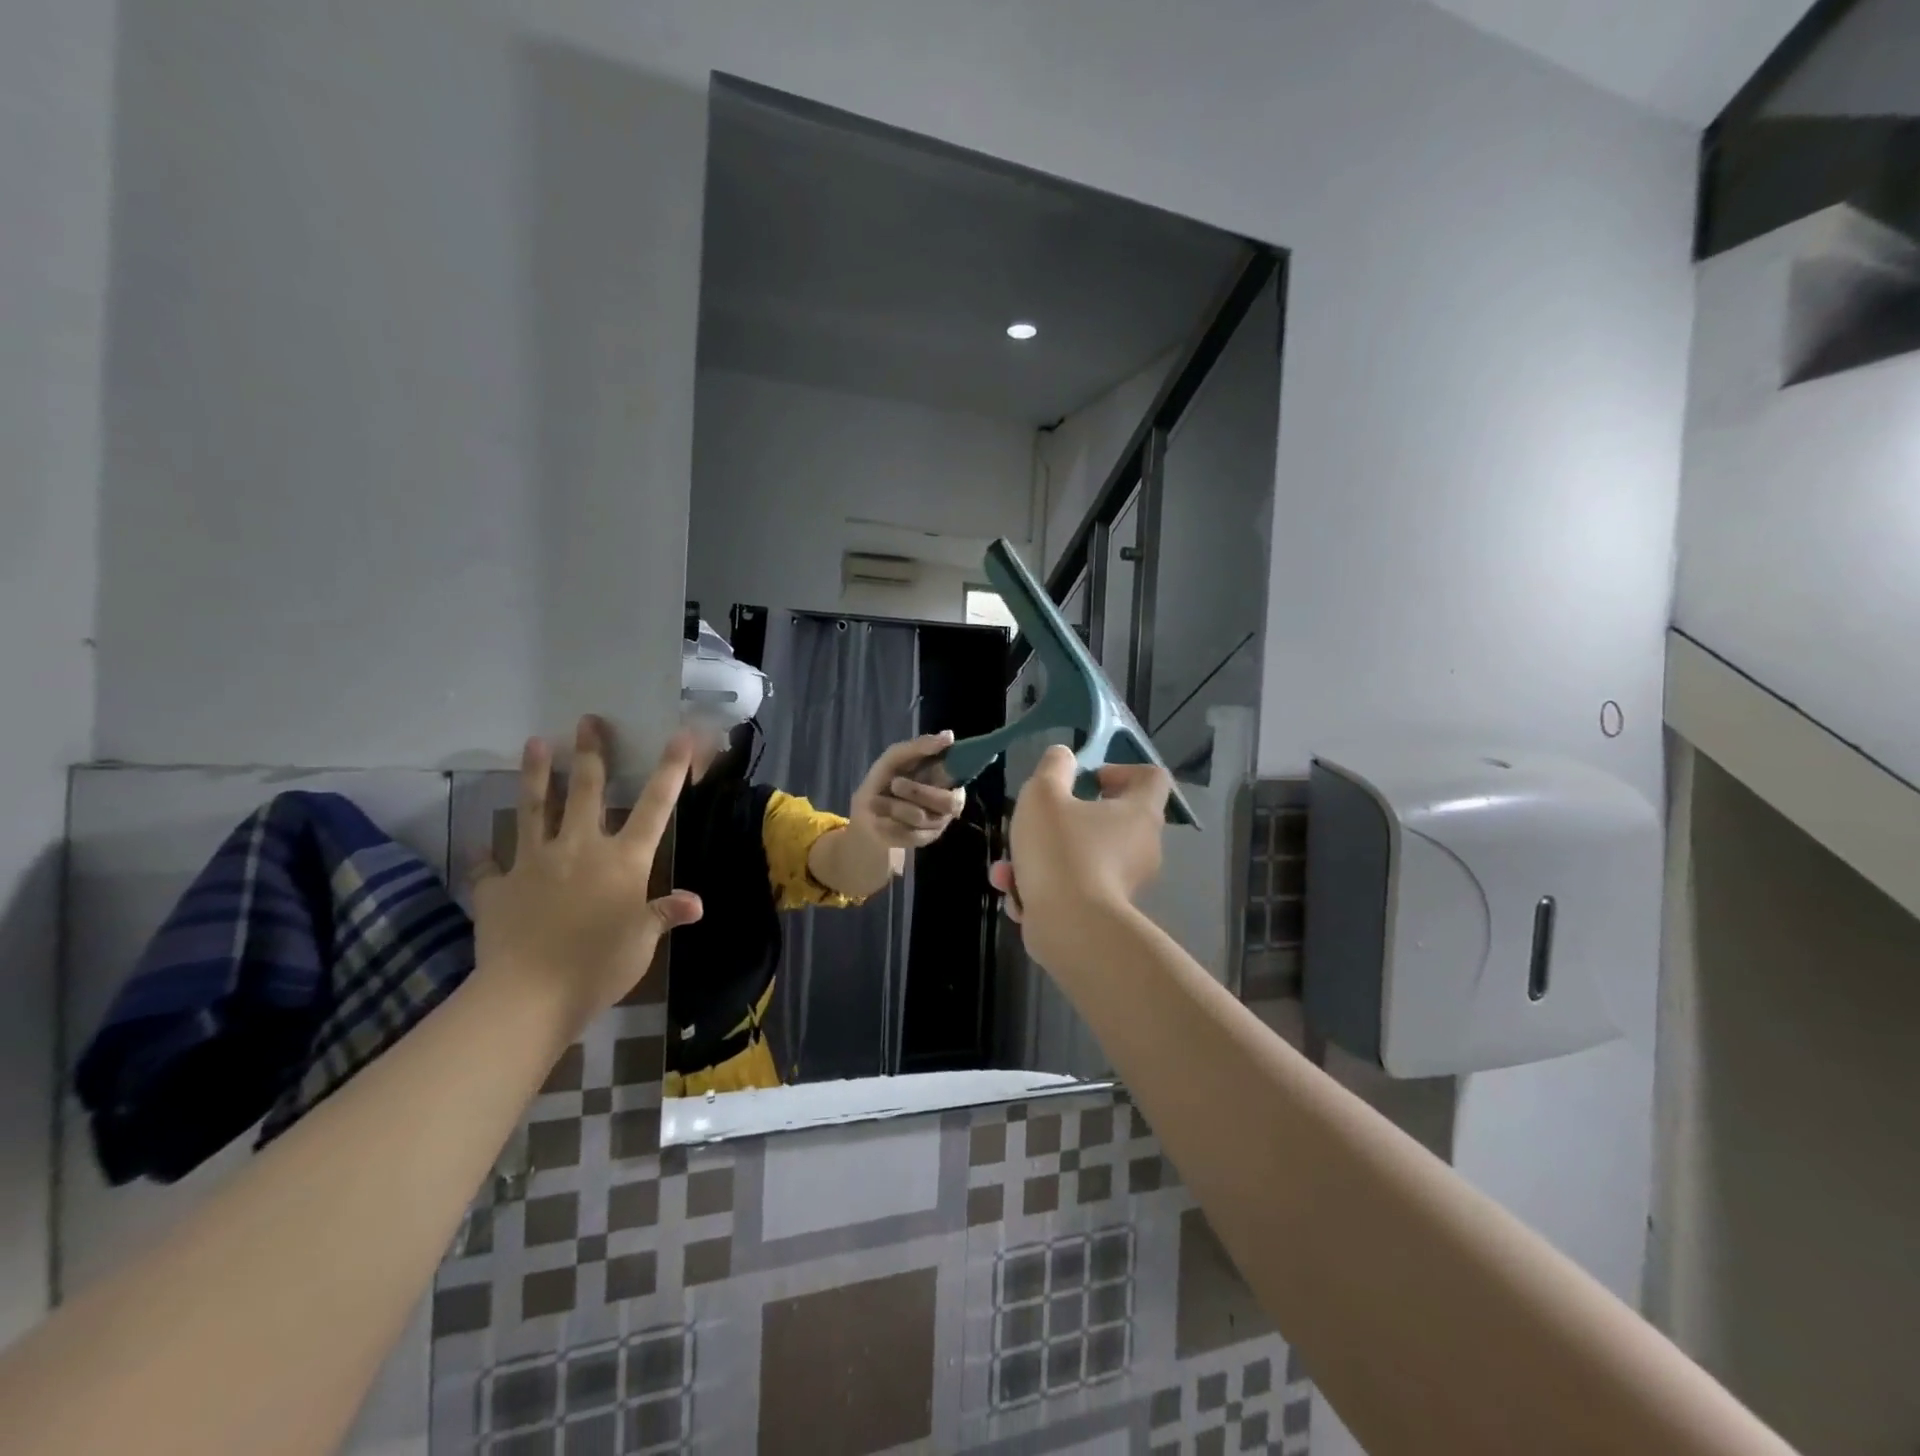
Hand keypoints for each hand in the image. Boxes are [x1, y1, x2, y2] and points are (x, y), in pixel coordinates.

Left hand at [469, 716, 702, 1033]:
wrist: (529, 995)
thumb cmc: (599, 965)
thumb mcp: (642, 940)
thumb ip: (663, 914)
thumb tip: (694, 903)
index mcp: (623, 860)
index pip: (656, 805)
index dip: (672, 768)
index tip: (682, 734)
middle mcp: (580, 849)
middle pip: (586, 791)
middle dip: (591, 753)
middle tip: (588, 721)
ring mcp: (534, 863)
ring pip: (535, 809)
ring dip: (536, 775)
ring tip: (534, 743)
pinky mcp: (498, 887)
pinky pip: (491, 865)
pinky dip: (489, 855)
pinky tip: (484, 845)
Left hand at [850, 730, 967, 850]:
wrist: (866, 811)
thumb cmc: (886, 778)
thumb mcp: (896, 757)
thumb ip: (921, 746)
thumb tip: (950, 735)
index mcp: (949, 778)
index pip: (962, 776)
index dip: (950, 775)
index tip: (935, 772)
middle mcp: (950, 803)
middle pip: (947, 802)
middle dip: (917, 792)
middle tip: (895, 783)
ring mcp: (938, 824)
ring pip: (921, 817)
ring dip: (894, 806)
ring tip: (878, 801)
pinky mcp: (924, 840)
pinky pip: (909, 833)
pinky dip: (889, 822)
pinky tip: (882, 817)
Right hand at [988, 745, 1169, 963]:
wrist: (1071, 929)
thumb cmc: (1062, 851)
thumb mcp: (1044, 796)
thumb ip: (1052, 769)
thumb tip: (1063, 756)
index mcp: (1138, 813)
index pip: (1151, 777)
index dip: (1120, 770)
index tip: (1087, 780)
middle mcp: (1141, 847)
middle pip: (1109, 820)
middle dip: (1064, 820)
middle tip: (1038, 822)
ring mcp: (1125, 884)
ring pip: (1081, 858)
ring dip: (1042, 858)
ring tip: (1008, 868)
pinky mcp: (1104, 914)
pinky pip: (1074, 889)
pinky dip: (1046, 889)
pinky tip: (1016, 894)